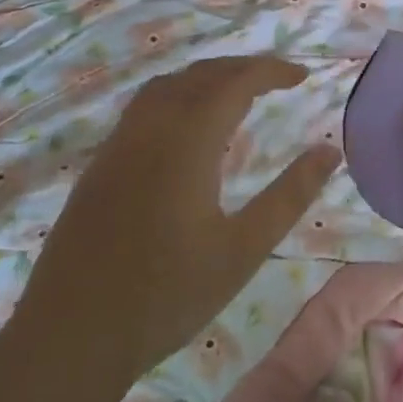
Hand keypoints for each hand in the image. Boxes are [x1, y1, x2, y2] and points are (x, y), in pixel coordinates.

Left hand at [19, 56, 338, 383]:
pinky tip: (187, 128)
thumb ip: (289, 196)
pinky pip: (144, 106)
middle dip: (241, 68)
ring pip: (167, 85)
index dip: (271, 71)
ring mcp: (119, 142)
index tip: (302, 76)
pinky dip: (177, 95)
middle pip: (200, 74)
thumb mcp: (242, 249)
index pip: (235, 82)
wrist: (73, 333)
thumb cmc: (168, 295)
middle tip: (275, 79)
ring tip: (235, 93)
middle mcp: (150, 127)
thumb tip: (329, 152)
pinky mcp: (101, 162)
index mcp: (188, 140)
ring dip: (205, 77)